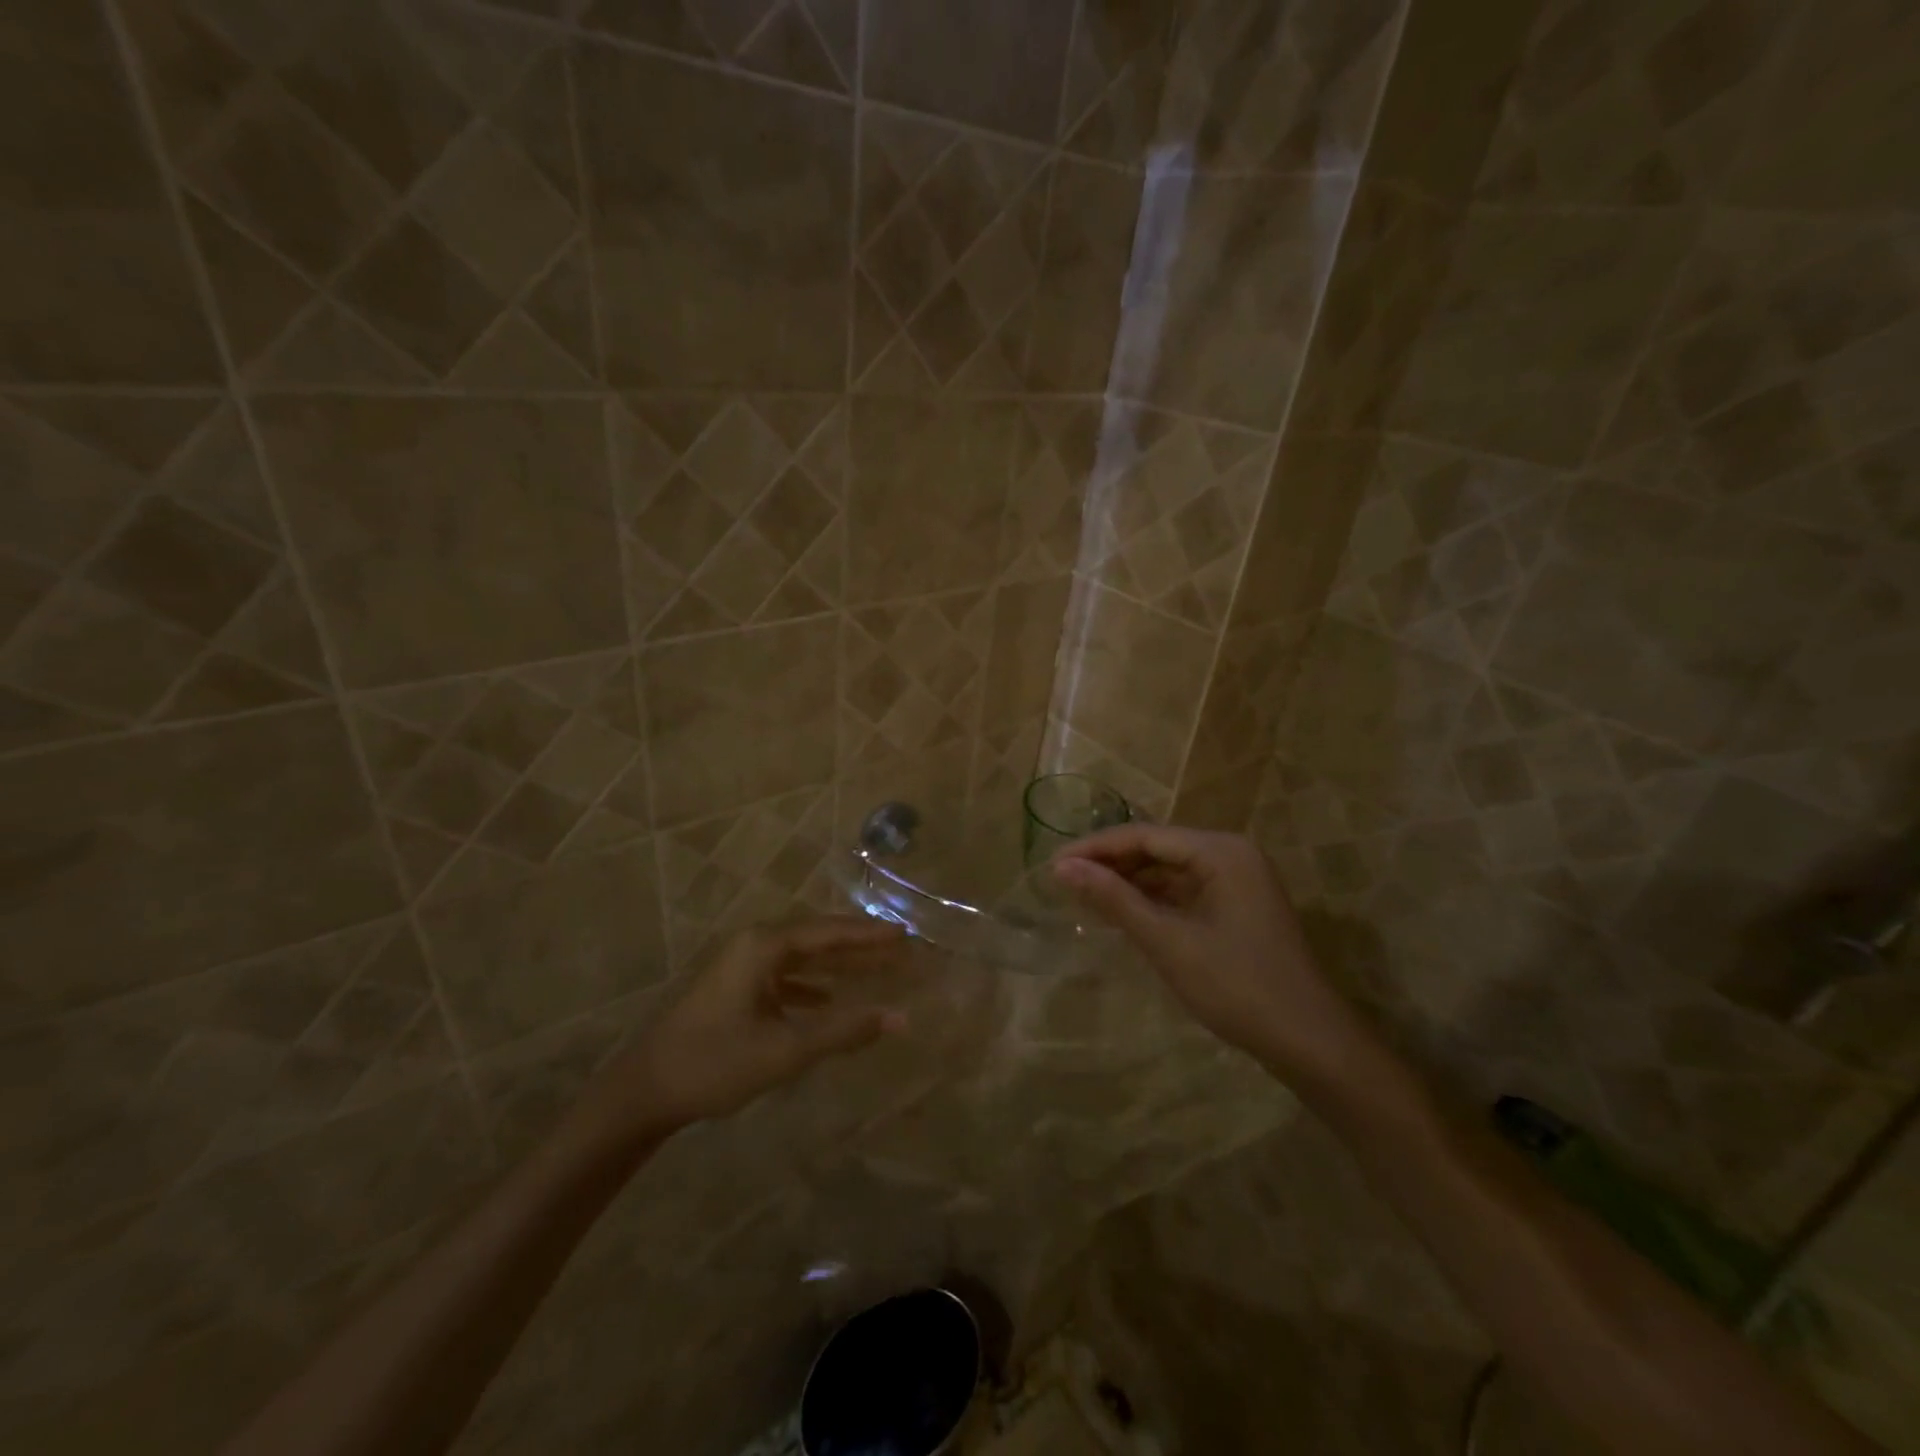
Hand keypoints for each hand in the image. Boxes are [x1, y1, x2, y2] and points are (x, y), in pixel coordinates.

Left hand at [568, 917, 909, 1151]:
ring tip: (874, 969)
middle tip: (898, 949)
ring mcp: (739, 966)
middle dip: (857, 946)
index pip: (828, 932)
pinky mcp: (732, 988)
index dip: (868, 934)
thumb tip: (900, 1018)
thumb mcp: (785, 1049)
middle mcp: (752, 945)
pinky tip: (827, 999)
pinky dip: (809, 985)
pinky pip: (782, 976)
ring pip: (800, 957)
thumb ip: (844, 1031)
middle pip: (816, 938)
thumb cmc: (715, 1063)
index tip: (904, 935)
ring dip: (836, 964)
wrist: (643, 1092)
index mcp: (762, 946)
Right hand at [1053, 826, 1375, 1091]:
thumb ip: (1114, 900)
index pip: (1145, 835)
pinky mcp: (1239, 906)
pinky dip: (1154, 900)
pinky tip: (1125, 914)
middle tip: (1064, 882)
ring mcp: (1239, 880)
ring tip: (1086, 897)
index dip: (1096, 848)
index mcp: (1220, 851)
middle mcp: (1231, 854)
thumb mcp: (1167, 941)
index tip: (1054, 864)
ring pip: (1171, 870)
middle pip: (1158, 848)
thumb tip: (1062, 867)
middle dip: (1111, 864)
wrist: (1310, 1042)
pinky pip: (1186, 891)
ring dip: (1130, 882)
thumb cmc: (1236, 986)